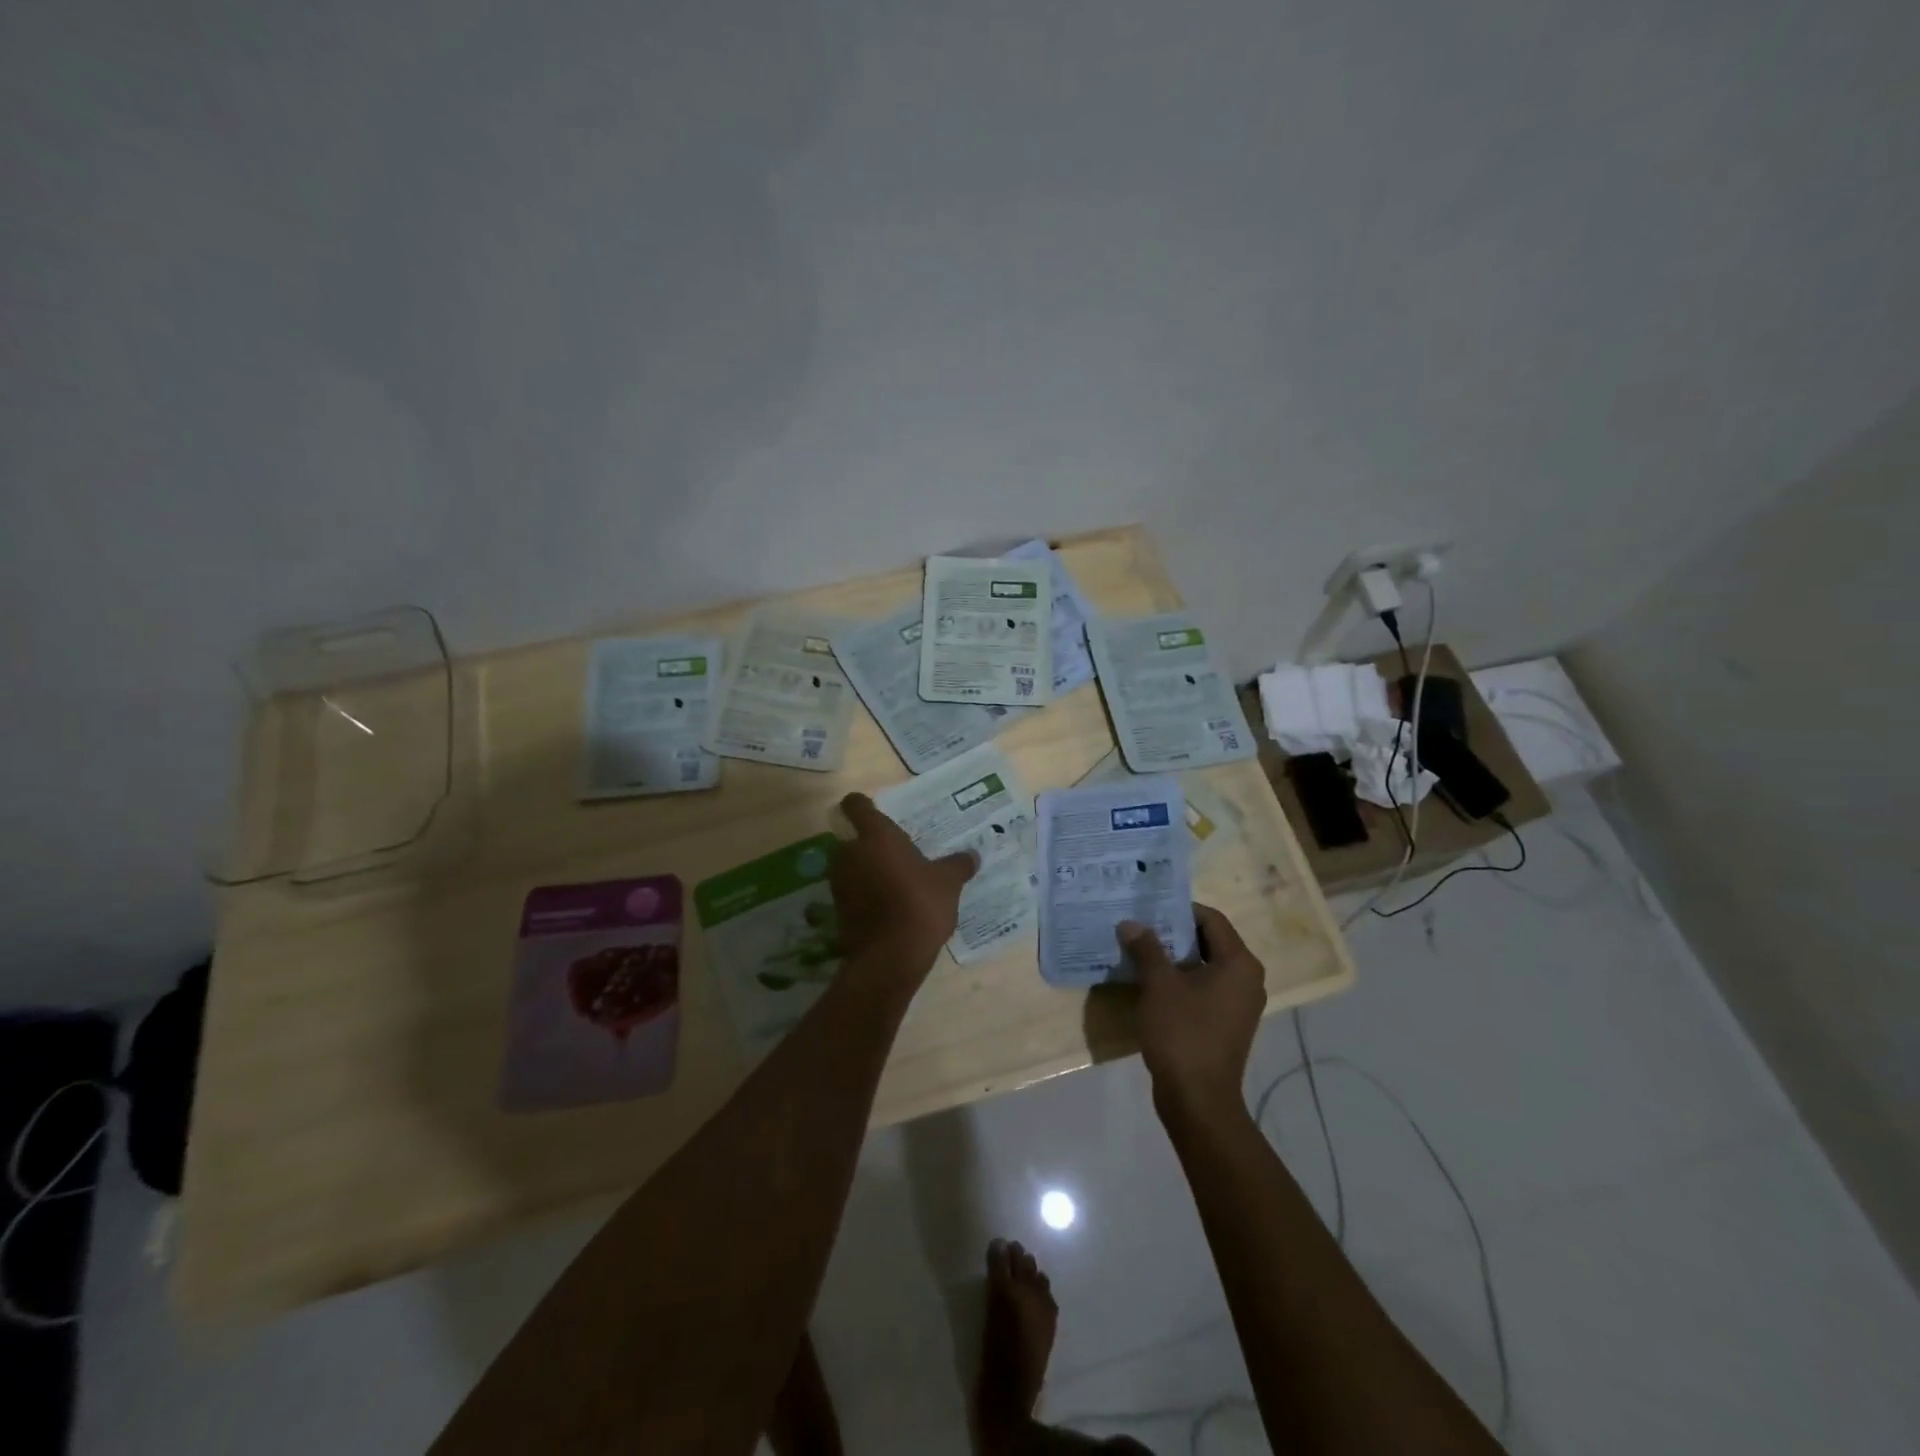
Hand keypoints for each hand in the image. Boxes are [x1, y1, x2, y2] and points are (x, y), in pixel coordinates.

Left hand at [831, 793, 977, 972]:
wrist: (890, 957)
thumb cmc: (920, 905)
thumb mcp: (948, 883)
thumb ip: (958, 864)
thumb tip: (973, 855)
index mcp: (876, 836)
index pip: (856, 806)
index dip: (861, 805)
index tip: (873, 810)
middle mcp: (851, 853)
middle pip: (854, 839)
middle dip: (870, 845)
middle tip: (897, 856)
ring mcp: (840, 882)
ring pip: (851, 866)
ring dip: (866, 871)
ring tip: (894, 883)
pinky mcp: (837, 910)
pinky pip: (851, 892)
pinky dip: (864, 895)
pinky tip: (887, 907)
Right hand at [1119, 905, 1265, 1121]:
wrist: (1198, 1100)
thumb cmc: (1183, 1033)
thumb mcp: (1159, 985)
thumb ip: (1146, 948)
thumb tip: (1130, 923)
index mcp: (1239, 963)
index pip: (1211, 919)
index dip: (1179, 909)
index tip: (1147, 908)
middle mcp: (1246, 978)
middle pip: (1209, 940)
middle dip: (1173, 932)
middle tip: (1138, 926)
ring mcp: (1239, 1004)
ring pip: (1204, 965)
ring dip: (1174, 957)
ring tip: (1139, 951)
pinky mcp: (1226, 1023)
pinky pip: (1204, 988)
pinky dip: (1180, 980)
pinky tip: (1151, 983)